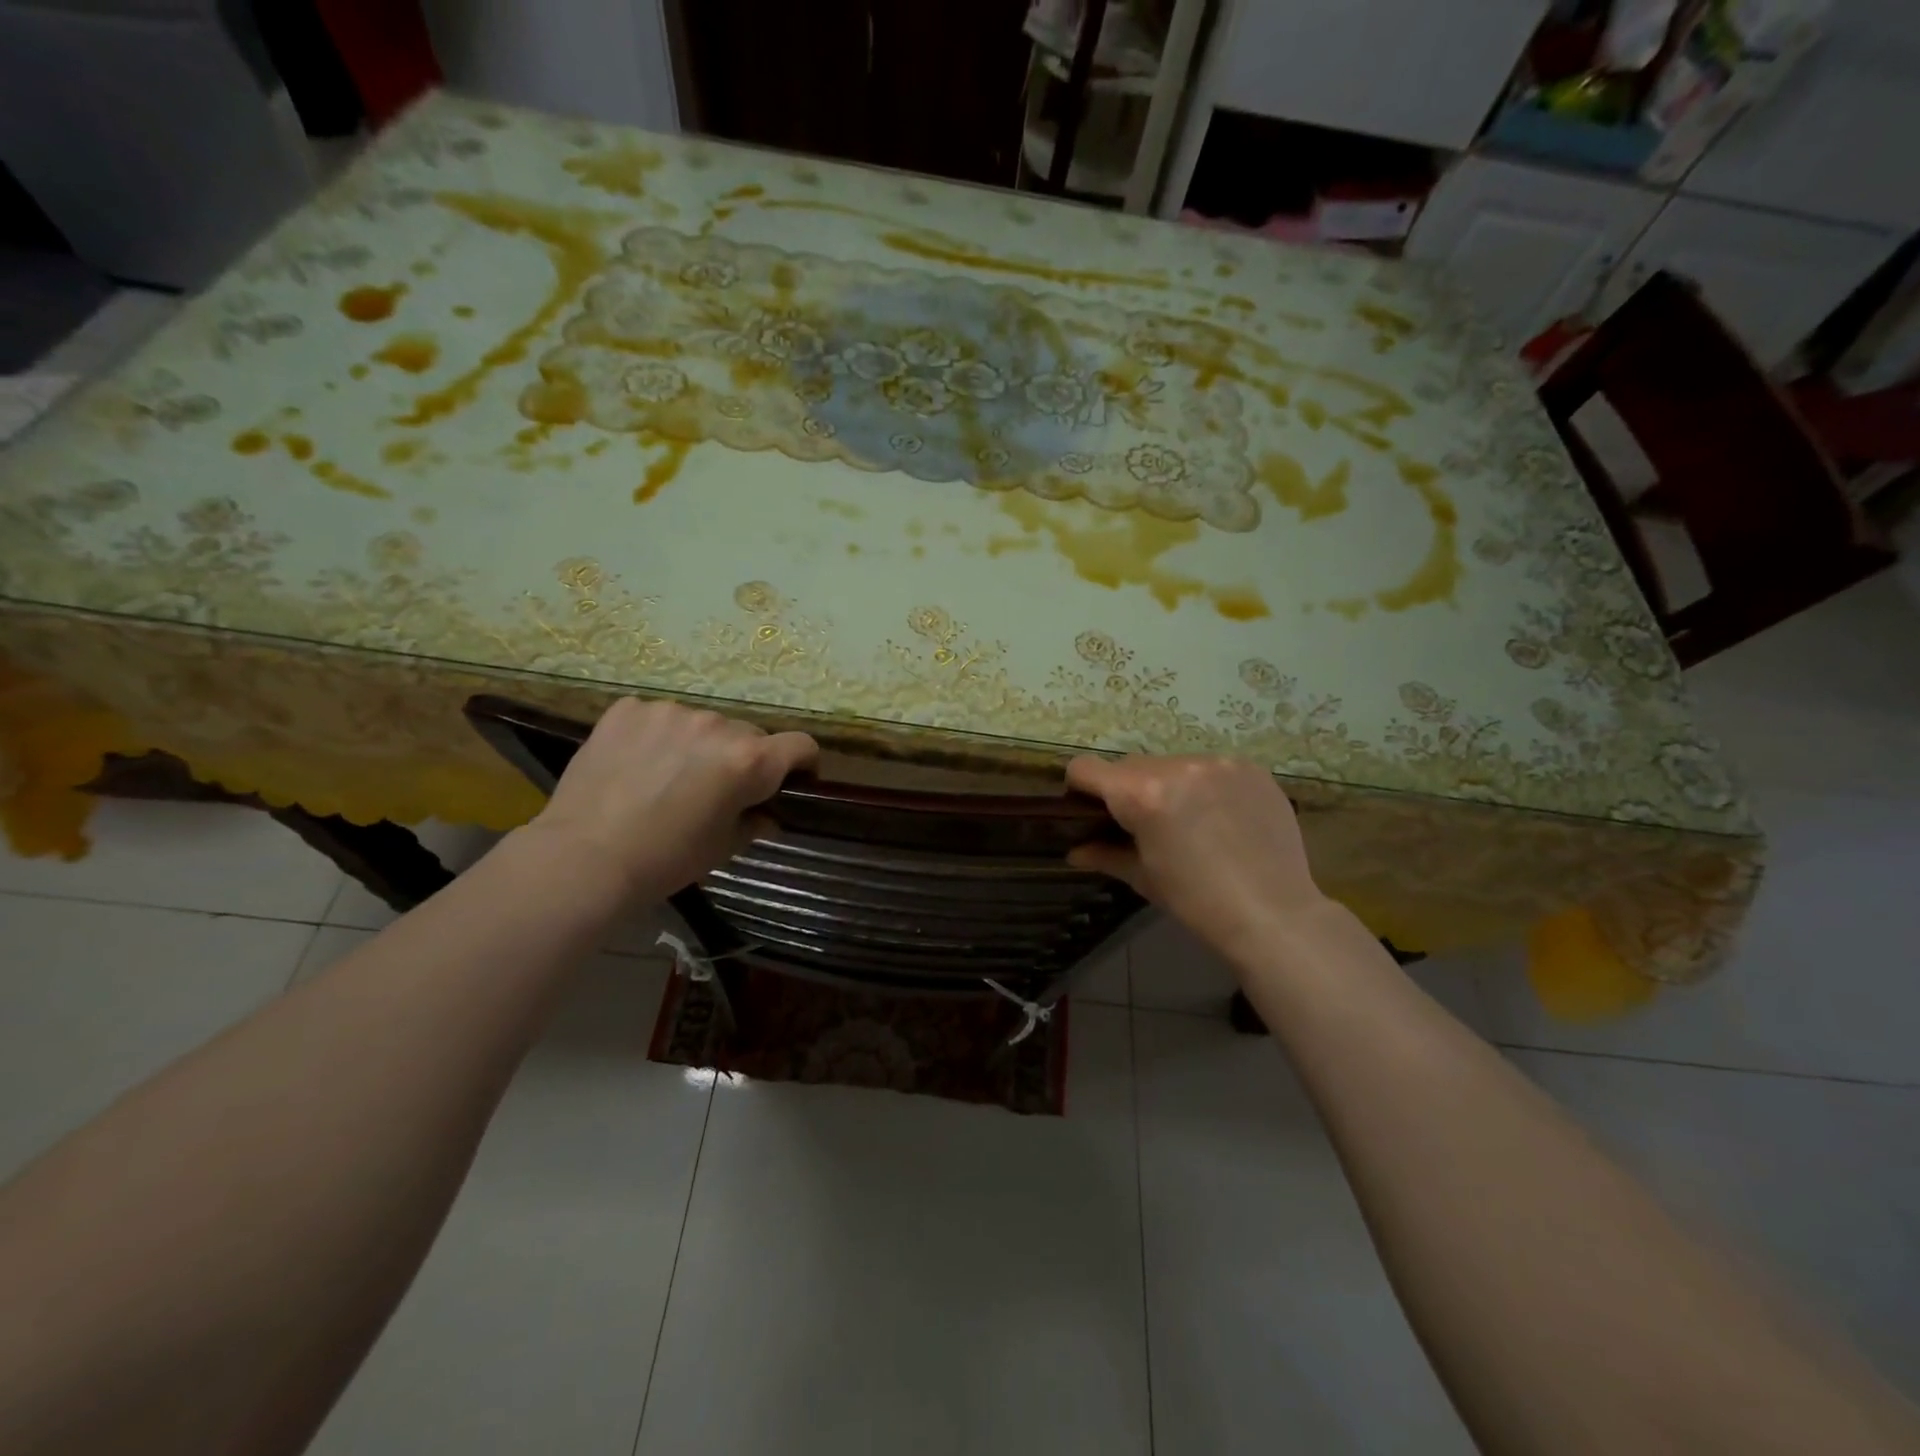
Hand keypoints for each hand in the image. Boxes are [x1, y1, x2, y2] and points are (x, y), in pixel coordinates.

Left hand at [526, 698, 817, 898]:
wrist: (585, 857)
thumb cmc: (667, 859)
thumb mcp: (724, 847)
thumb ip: (756, 822)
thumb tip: (767, 814)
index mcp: (750, 760)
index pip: (801, 745)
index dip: (802, 764)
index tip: (788, 782)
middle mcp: (717, 725)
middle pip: (748, 735)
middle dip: (741, 758)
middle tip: (715, 789)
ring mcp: (670, 712)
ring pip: (702, 724)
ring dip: (698, 744)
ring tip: (667, 776)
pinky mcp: (629, 709)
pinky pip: (659, 717)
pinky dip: (656, 736)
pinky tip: (636, 764)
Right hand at [1066, 754, 1329, 959]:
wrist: (1275, 914)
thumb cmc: (1197, 901)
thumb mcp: (1144, 877)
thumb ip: (1105, 854)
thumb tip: (1074, 851)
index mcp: (1142, 795)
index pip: (1086, 768)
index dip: (1080, 788)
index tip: (1090, 810)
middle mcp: (1177, 767)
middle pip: (1130, 765)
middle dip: (1128, 790)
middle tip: (1145, 825)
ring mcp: (1218, 764)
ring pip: (1172, 764)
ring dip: (1169, 786)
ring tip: (1190, 822)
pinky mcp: (1249, 768)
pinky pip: (1210, 768)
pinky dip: (1205, 786)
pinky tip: (1222, 818)